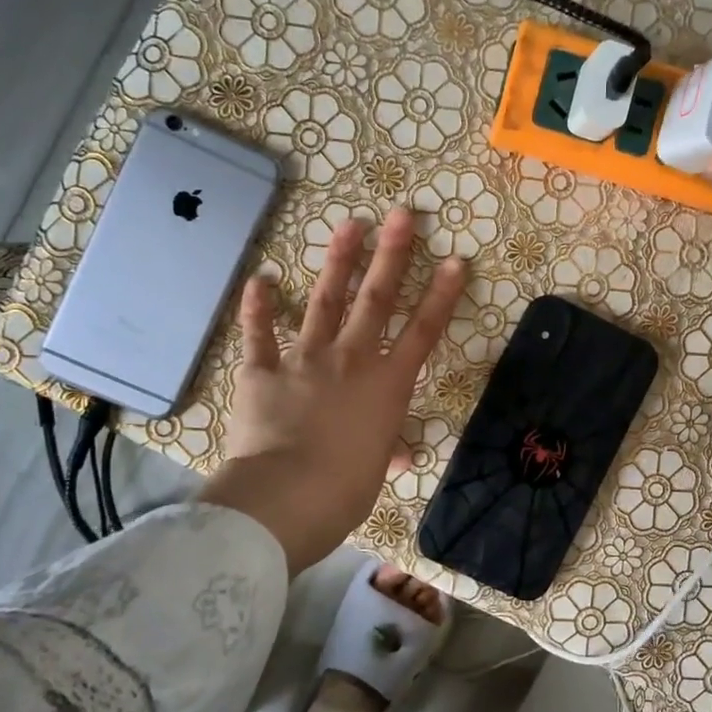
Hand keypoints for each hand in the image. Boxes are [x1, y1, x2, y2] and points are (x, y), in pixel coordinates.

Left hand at [201, 207, 465, 574]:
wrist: (287, 496)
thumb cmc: (346, 489)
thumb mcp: (376, 470)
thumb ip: (388, 449)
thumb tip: (399, 456)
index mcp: (387, 384)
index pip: (423, 332)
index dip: (441, 295)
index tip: (454, 260)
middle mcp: (351, 359)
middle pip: (376, 299)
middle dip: (392, 255)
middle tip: (402, 215)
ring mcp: (305, 359)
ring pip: (325, 301)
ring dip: (338, 261)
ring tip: (350, 225)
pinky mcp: (263, 371)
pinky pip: (259, 334)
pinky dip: (257, 308)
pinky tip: (259, 280)